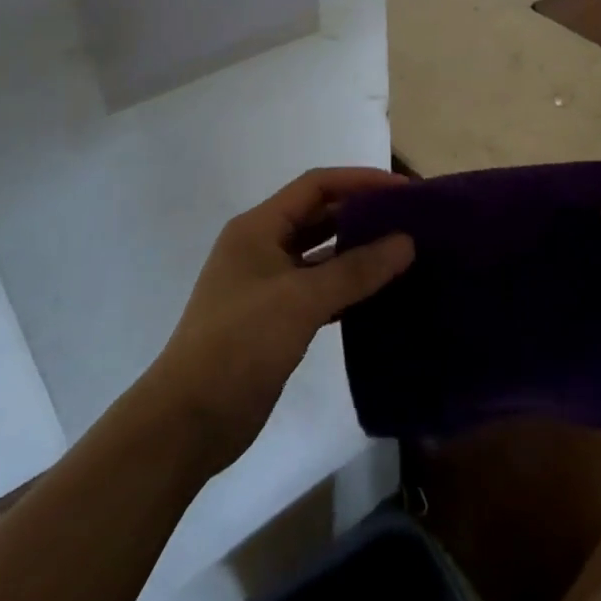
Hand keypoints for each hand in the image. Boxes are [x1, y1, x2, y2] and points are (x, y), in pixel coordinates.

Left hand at [149, 168, 413, 474]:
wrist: (189, 420)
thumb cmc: (240, 343)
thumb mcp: (301, 300)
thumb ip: (355, 270)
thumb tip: (406, 242)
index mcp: (258, 228)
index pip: (316, 186)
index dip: (360, 181)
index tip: (404, 191)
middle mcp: (261, 247)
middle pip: (319, 216)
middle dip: (362, 214)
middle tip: (410, 222)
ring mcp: (267, 285)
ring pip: (321, 255)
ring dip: (358, 253)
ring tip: (404, 254)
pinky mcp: (275, 319)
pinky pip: (319, 290)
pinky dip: (347, 288)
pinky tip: (380, 296)